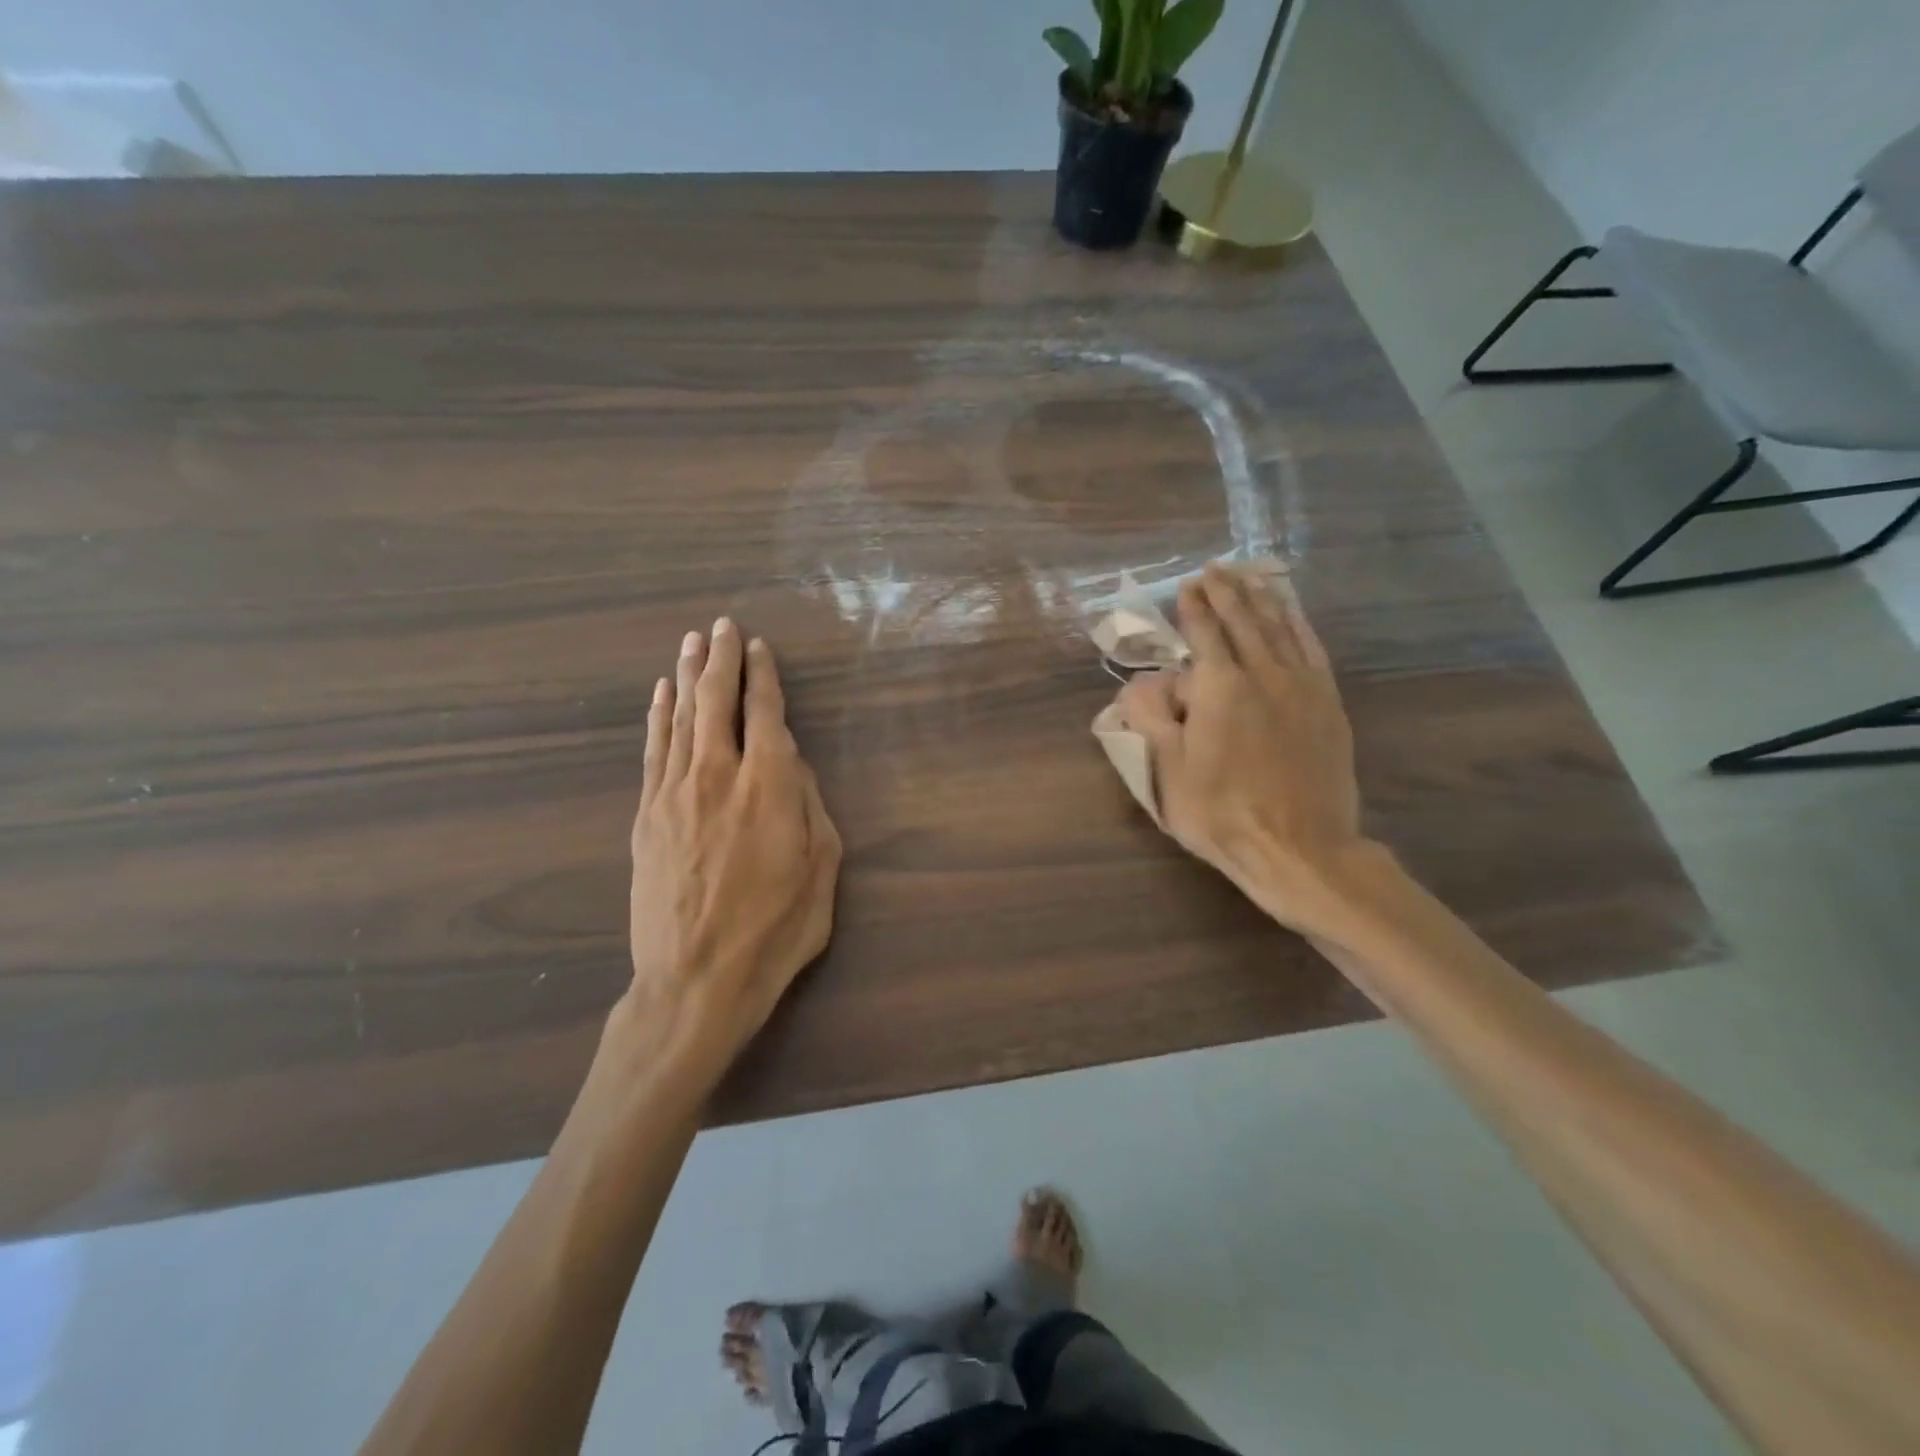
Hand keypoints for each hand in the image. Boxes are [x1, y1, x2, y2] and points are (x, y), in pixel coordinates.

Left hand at [611, 620, 840, 1085]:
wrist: (696, 981)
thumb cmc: (774, 930)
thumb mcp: (821, 871)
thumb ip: (812, 809)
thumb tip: (796, 770)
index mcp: (770, 787)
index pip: (766, 714)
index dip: (764, 677)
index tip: (761, 648)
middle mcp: (719, 775)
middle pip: (717, 702)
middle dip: (722, 659)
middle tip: (724, 625)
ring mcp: (675, 792)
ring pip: (680, 718)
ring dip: (686, 676)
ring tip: (692, 642)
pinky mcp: (647, 815)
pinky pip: (653, 750)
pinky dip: (657, 716)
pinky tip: (660, 694)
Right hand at [1115, 565, 1372, 936]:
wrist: (1299, 847)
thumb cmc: (1221, 812)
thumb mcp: (1167, 771)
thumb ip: (1152, 717)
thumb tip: (1139, 682)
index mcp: (1220, 687)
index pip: (1205, 633)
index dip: (1193, 608)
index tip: (1186, 587)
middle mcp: (1263, 673)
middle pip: (1244, 620)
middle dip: (1226, 592)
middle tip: (1214, 570)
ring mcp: (1302, 686)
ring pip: (1280, 627)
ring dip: (1261, 598)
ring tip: (1248, 577)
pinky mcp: (1327, 704)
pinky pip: (1311, 649)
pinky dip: (1298, 624)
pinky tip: (1291, 614)